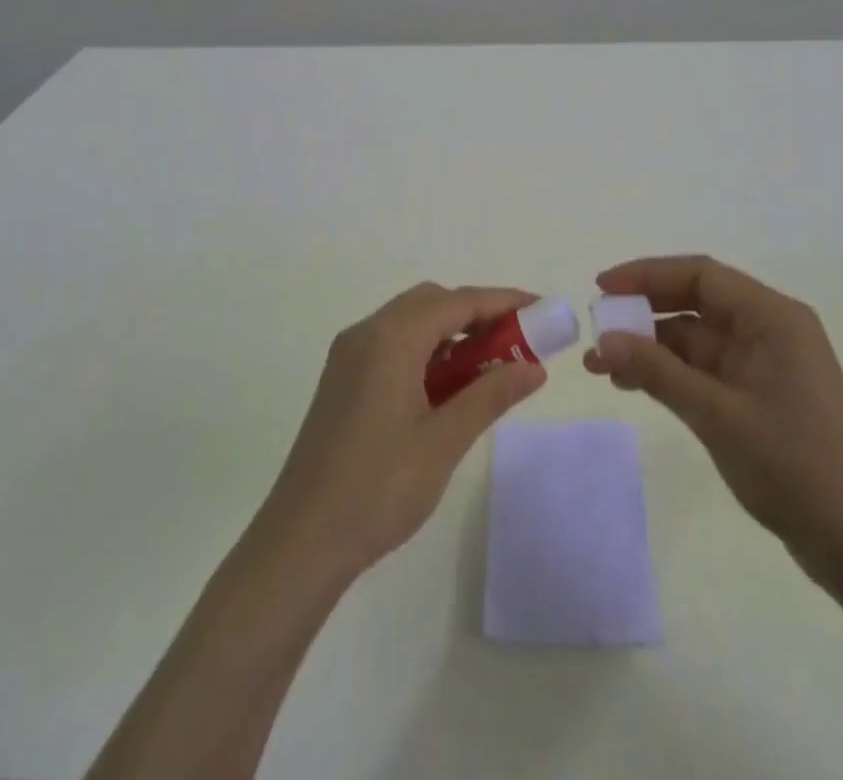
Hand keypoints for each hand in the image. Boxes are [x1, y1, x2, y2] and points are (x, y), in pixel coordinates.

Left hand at [257, 283, 546, 579]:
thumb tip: (534, 368)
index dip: (503, 301)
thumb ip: (491, 396)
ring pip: (411, 322)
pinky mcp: (342, 379)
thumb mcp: (444, 441)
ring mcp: (349, 356)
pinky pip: (392, 344)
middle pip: (432, 302)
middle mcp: (367, 333)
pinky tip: (446, 387)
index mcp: (391, 338)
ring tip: (488, 366)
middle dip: (477, 314)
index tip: (542, 309)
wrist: (301, 541)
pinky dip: (426, 351)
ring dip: (451, 333)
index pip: (458, 301)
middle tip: (516, 341)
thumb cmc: (378, 488)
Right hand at [585, 255, 842, 585]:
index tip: (602, 287)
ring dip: (650, 347)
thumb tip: (602, 340)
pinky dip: (669, 372)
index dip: (647, 274)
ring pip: (695, 338)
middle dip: (643, 312)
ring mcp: (765, 363)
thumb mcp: (716, 414)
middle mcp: (769, 329)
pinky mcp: (758, 394)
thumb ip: (657, 371)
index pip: (700, 275)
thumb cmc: (794, 466)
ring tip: (600, 366)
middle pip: (695, 301)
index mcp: (772, 317)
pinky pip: (704, 368)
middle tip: (596, 328)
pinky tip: (632, 384)